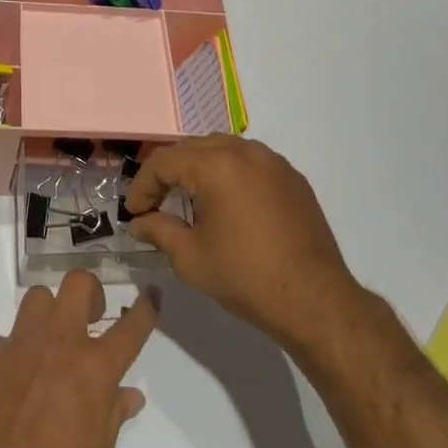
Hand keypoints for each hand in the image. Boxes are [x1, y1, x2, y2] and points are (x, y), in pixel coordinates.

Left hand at [0, 272, 158, 447]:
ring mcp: (19, 343)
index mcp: (94, 368)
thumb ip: (114, 415)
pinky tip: (10, 382)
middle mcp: (59, 342)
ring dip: (48, 313)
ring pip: (38, 297)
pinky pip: (4, 340)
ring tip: (47, 341)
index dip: (145, 307)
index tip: (150, 294)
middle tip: (90, 316)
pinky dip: (12, 354)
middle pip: (78, 283)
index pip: (131, 327)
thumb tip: (130, 395)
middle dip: (90, 291)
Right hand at [125, 135, 360, 351]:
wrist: (315, 299)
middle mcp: (244, 151)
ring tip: (188, 199)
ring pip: (222, 149)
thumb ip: (159, 231)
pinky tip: (226, 203)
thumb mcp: (190, 258)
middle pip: (192, 148)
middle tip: (154, 203)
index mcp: (216, 165)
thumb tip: (139, 223)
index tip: (133, 212)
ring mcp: (273, 161)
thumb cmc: (246, 277)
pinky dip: (228, 173)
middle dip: (168, 173)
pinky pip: (249, 162)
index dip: (142, 185)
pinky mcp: (292, 177)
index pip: (164, 161)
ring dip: (198, 168)